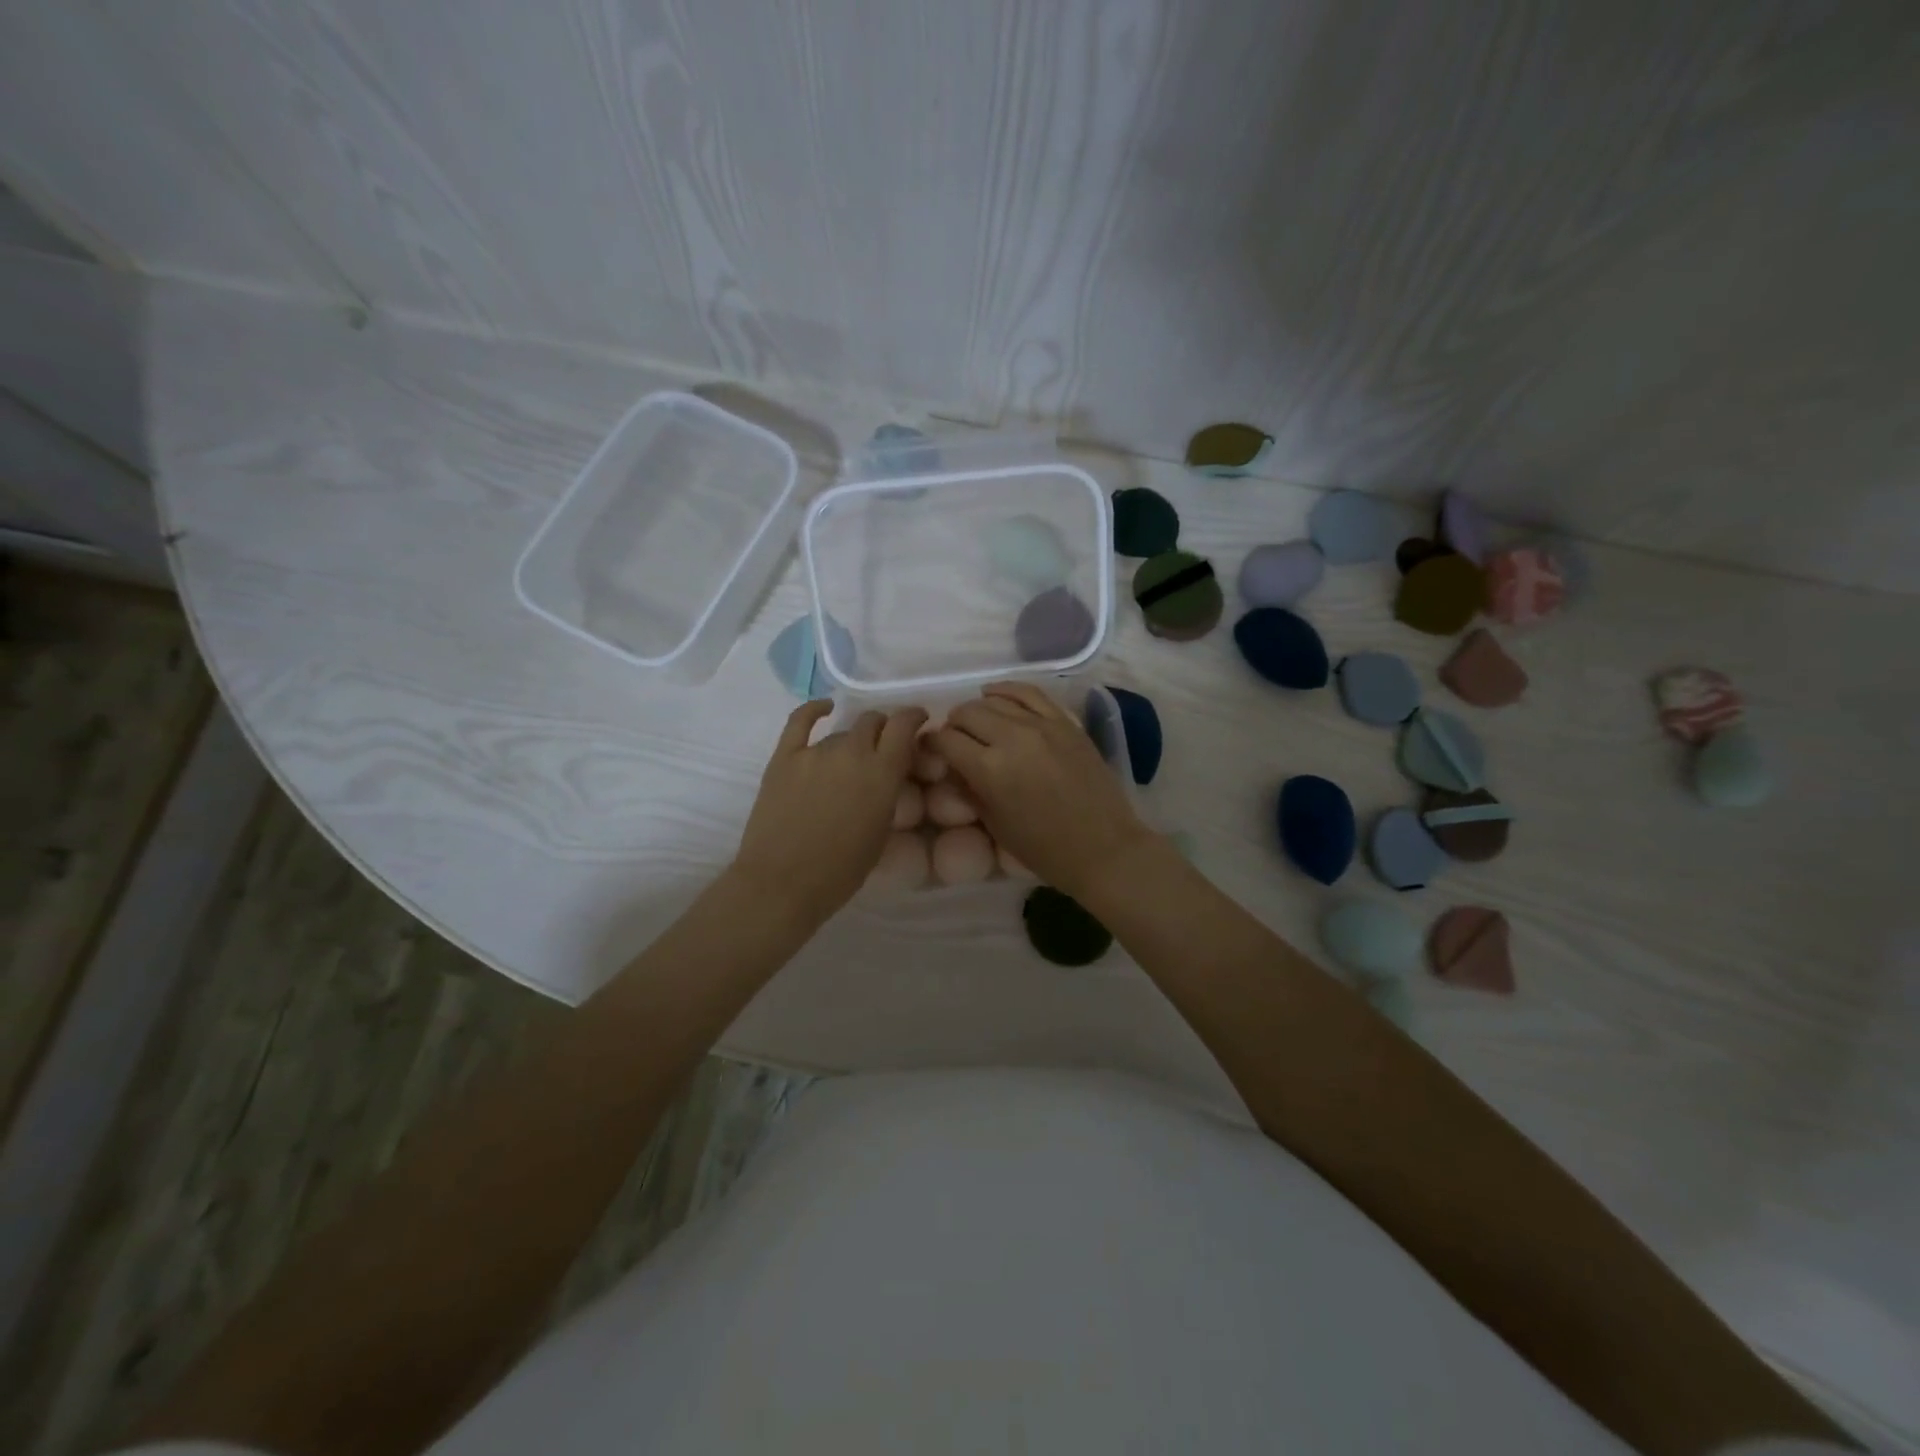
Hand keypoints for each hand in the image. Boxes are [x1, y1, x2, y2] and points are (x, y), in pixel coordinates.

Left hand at [733, 699, 927, 921]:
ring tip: (849, 762)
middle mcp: (852, 752)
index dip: (913, 717)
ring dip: (852, 740)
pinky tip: (824, 709)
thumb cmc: (841, 871)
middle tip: (883, 747)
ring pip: (842, 732)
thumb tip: (886, 773)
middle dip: (884, 729)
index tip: (918, 720)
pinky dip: (815, 710)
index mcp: (882, 773)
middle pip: (873, 722)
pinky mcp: (784, 757)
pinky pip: (801, 721)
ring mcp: (815, 751)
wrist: (783, 883)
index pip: (904, 725)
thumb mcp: (881, 832)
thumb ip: (888, 793)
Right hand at [933, 682, 1153, 899]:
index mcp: (989, 769)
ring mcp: (1042, 725)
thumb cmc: (1044, 849)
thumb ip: (969, 788)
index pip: (946, 740)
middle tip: (954, 738)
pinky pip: (1030, 693)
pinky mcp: (1065, 722)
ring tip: (975, 720)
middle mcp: (1012, 738)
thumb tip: (954, 765)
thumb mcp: (995, 824)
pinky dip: (1008, 690)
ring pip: (995, 699)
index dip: (932, 743)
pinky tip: (996, 694)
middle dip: (953, 724)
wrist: (1104, 848)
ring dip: (977, 708)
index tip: (930, 749)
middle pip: (967, 713)